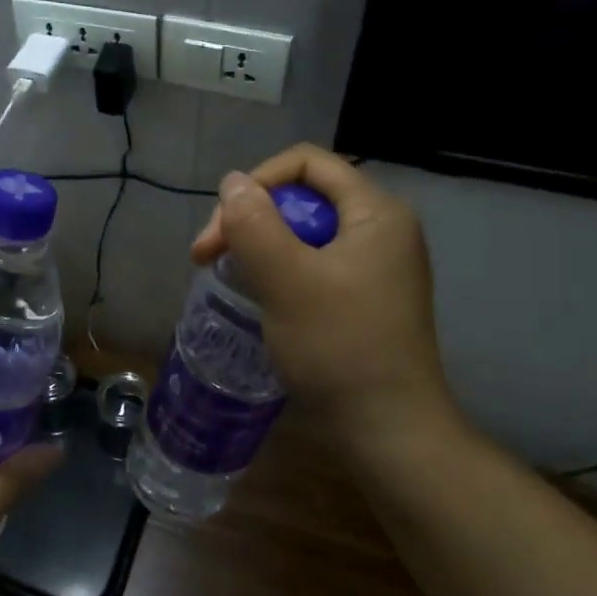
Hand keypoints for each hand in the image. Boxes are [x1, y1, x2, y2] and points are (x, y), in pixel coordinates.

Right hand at [191, 144, 454, 440]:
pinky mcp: (365, 297)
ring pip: (303, 233)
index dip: (257, 182)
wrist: (389, 432)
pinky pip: (313, 263)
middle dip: (250, 219)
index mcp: (376, 212)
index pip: (307, 163)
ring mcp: (376, 266)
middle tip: (207, 258)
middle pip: (302, 197)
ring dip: (259, 246)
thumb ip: (254, 223)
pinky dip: (279, 270)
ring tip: (226, 277)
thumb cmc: (339, 347)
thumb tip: (232, 182)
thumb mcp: (286, 279)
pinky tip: (258, 296)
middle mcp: (382, 229)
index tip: (222, 226)